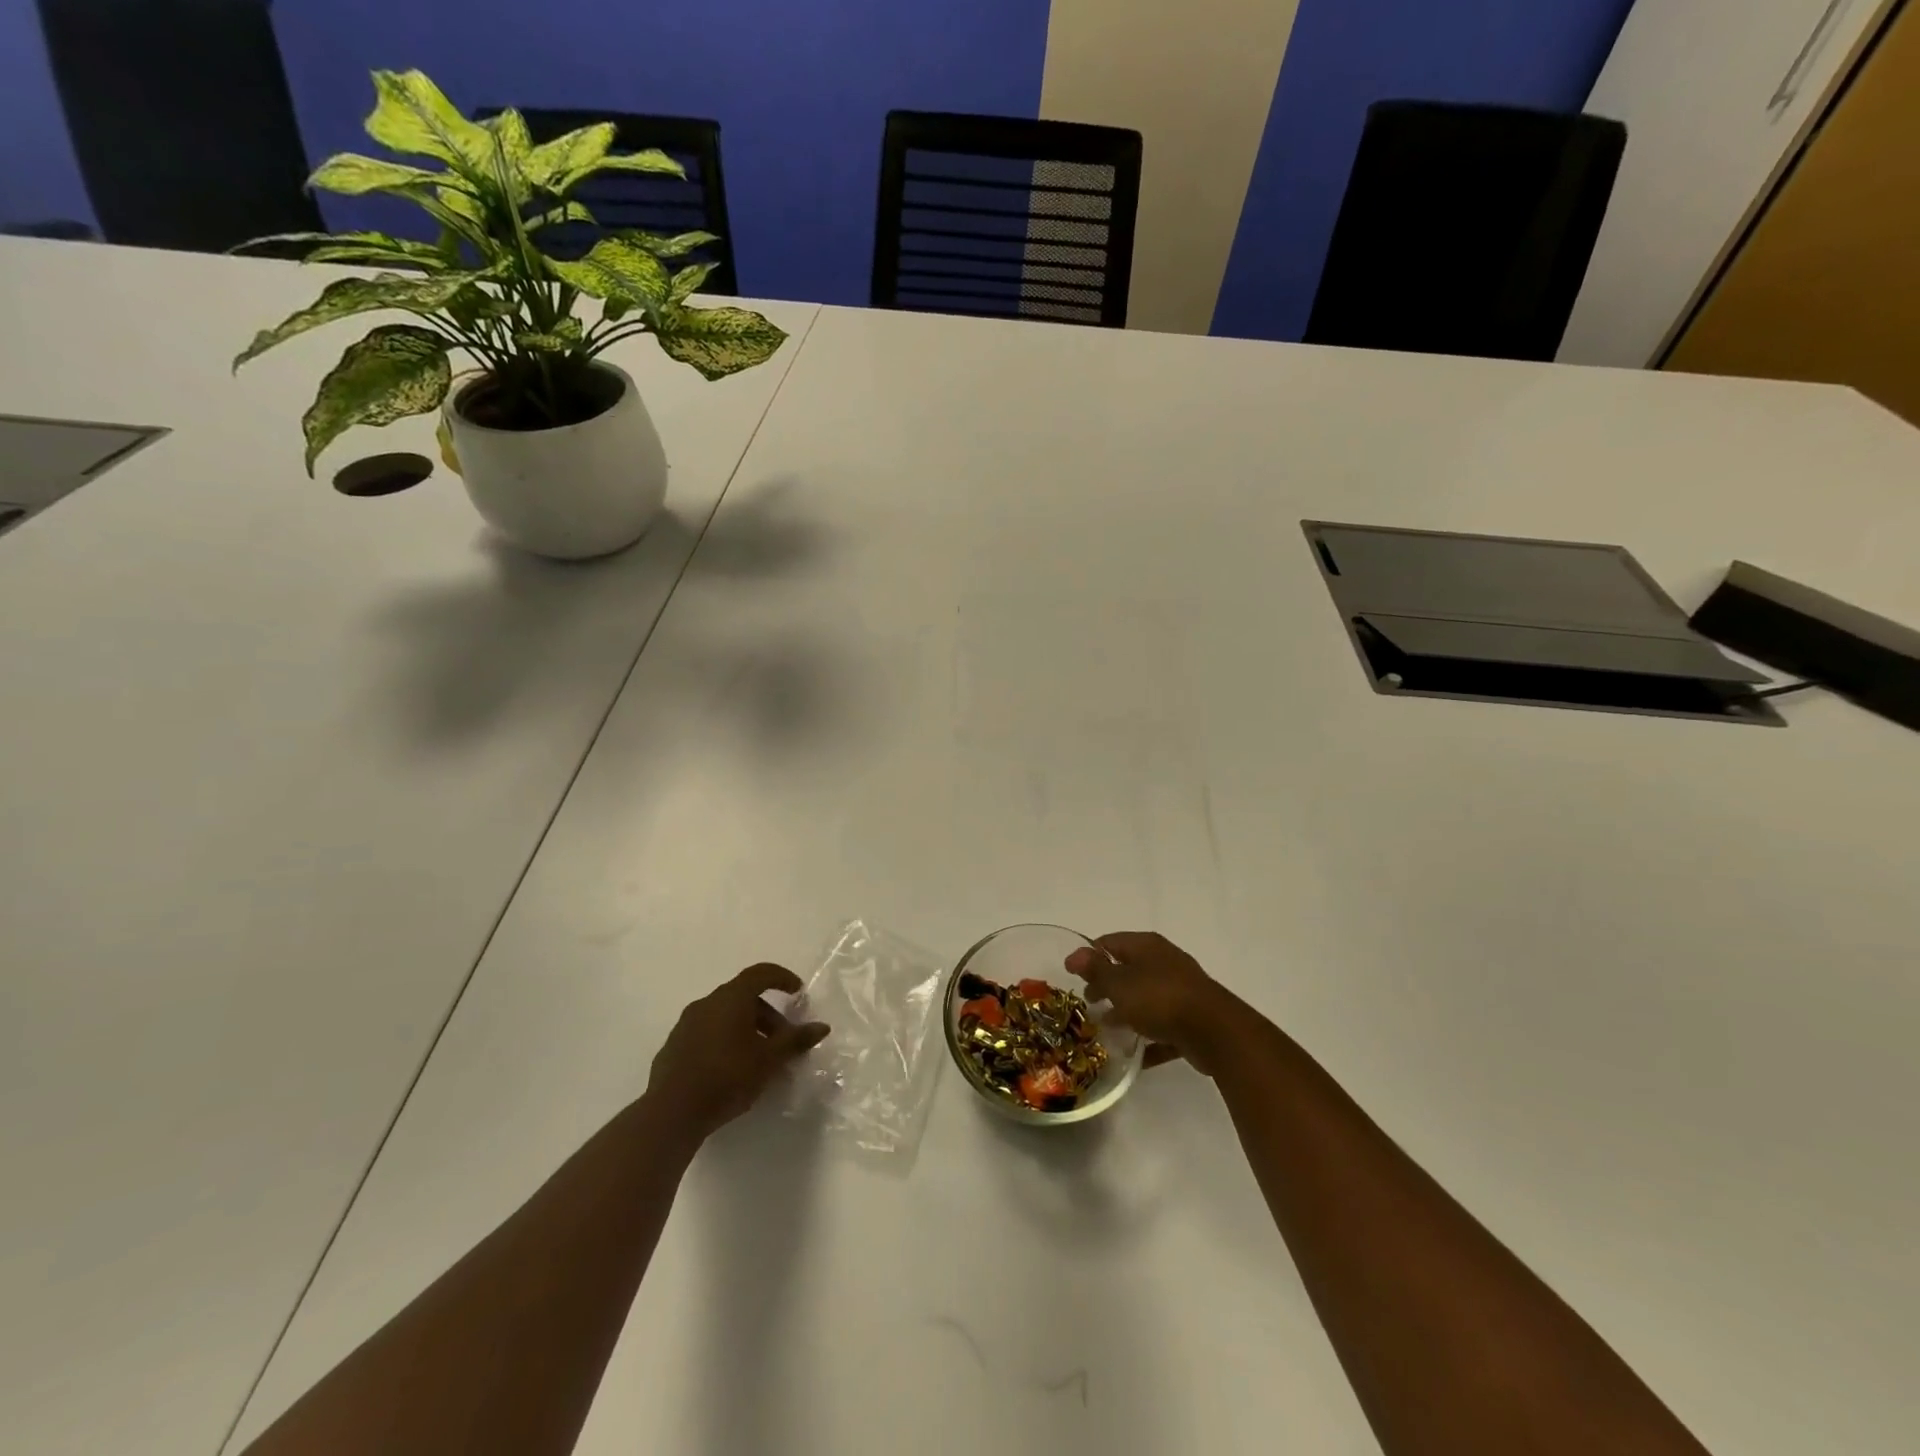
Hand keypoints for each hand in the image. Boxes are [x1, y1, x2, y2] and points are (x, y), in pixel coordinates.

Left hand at [646, 964, 829, 1138]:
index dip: (782, 978)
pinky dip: (725, 1040)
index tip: (798, 992)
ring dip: (747, 1029)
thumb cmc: (727, 1077)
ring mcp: (686, 1024)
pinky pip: (707, 1033)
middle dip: (768, 1015)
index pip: (760, 973)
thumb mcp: (769, 1060)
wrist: (672, 1113)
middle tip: (783, 1040)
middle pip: (744, 997)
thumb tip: (822, 1027)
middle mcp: (706, 1003)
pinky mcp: (674, 1046)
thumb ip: (795, 1040)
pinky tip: (731, 1069)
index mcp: (731, 998)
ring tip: (759, 1058)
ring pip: (724, 1016)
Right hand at [1065, 932, 1257, 1075]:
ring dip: (1127, 1011)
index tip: (1072, 975)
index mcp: (1146, 946)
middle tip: (1089, 1003)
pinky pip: (1163, 1026)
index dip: (1089, 956)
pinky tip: (1134, 1056)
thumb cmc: (1159, 999)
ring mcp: (1181, 990)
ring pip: (1146, 998)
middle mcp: (1164, 962)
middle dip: (1107, 985)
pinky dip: (1148, 1037)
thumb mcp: (1119, 983)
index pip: (1110, 942)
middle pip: (1128, 969)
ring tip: (1106, 1028)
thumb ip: (1096, 969)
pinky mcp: (1192, 1019)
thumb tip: (1074, 953)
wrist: (1215, 1032)